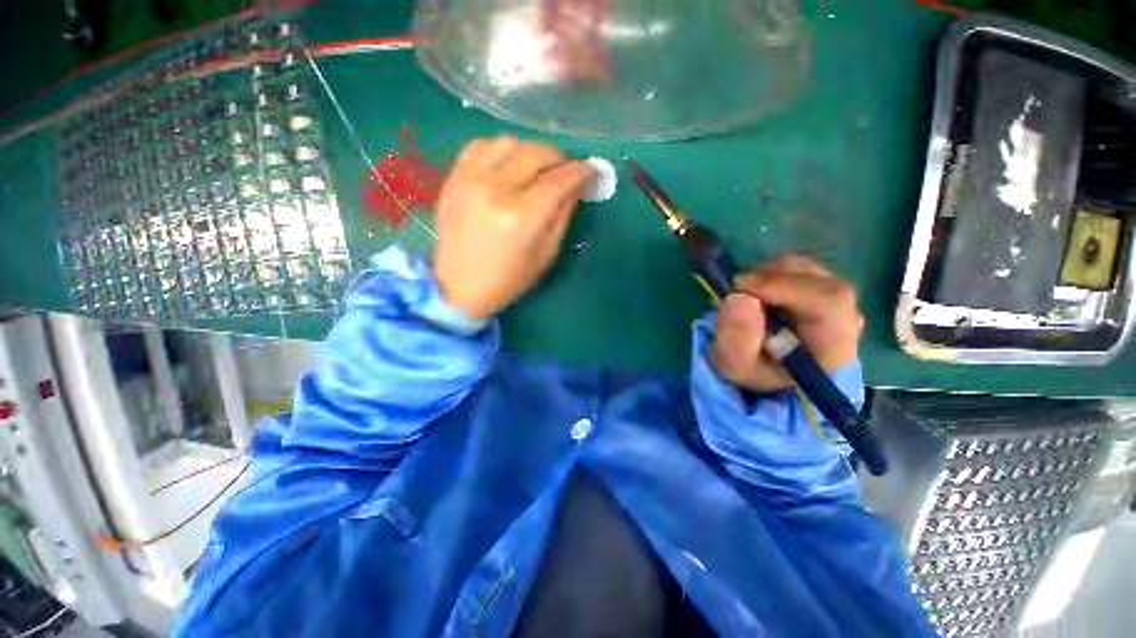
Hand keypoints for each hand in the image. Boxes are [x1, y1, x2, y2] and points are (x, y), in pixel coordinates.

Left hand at [433, 136, 594, 319]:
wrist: (459, 286)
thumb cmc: (509, 279)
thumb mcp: (547, 253)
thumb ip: (563, 213)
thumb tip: (577, 183)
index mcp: (523, 217)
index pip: (559, 179)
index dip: (581, 171)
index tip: (591, 170)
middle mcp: (496, 190)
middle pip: (537, 152)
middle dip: (560, 157)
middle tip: (566, 171)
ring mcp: (470, 179)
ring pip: (510, 142)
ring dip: (530, 152)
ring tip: (536, 170)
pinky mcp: (453, 178)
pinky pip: (481, 145)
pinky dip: (501, 150)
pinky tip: (508, 167)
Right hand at [711, 256, 863, 392]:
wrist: (770, 375)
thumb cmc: (756, 372)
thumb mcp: (736, 365)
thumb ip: (736, 339)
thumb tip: (739, 298)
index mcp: (833, 346)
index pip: (828, 302)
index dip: (785, 287)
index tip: (742, 287)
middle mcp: (846, 319)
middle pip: (819, 282)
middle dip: (772, 278)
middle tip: (737, 288)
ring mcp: (837, 301)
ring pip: (809, 270)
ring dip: (770, 274)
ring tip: (745, 293)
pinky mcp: (823, 290)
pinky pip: (801, 269)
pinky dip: (773, 272)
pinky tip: (757, 290)